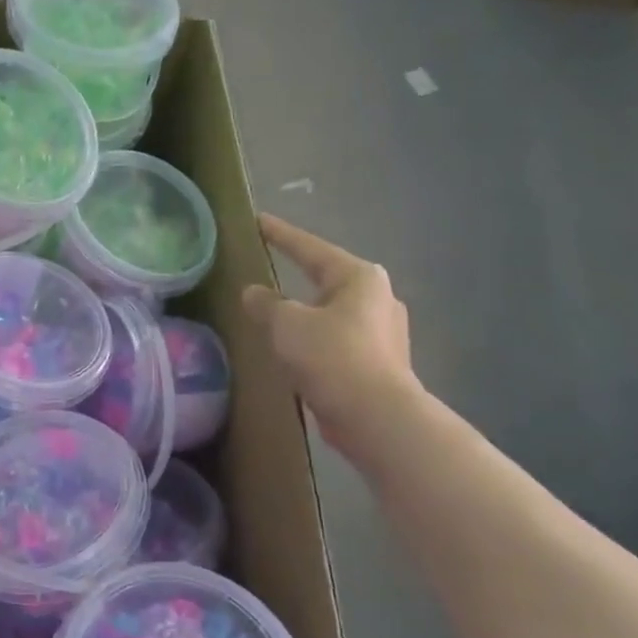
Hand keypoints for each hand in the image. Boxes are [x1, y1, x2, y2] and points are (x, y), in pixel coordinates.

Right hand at [243, 214, 418, 451]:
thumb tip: (253, 293)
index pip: (310, 248)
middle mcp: (378, 297)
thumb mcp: (286, 324)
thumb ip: (266, 303)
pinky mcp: (380, 362)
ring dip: (307, 313)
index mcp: (358, 277)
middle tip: (271, 269)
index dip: (281, 235)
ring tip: (278, 316)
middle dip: (300, 276)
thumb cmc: (332, 356)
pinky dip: (316, 340)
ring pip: (333, 312)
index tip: (260, 221)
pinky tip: (297, 351)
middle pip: (327, 280)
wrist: (376, 416)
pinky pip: (338, 340)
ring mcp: (384, 331)